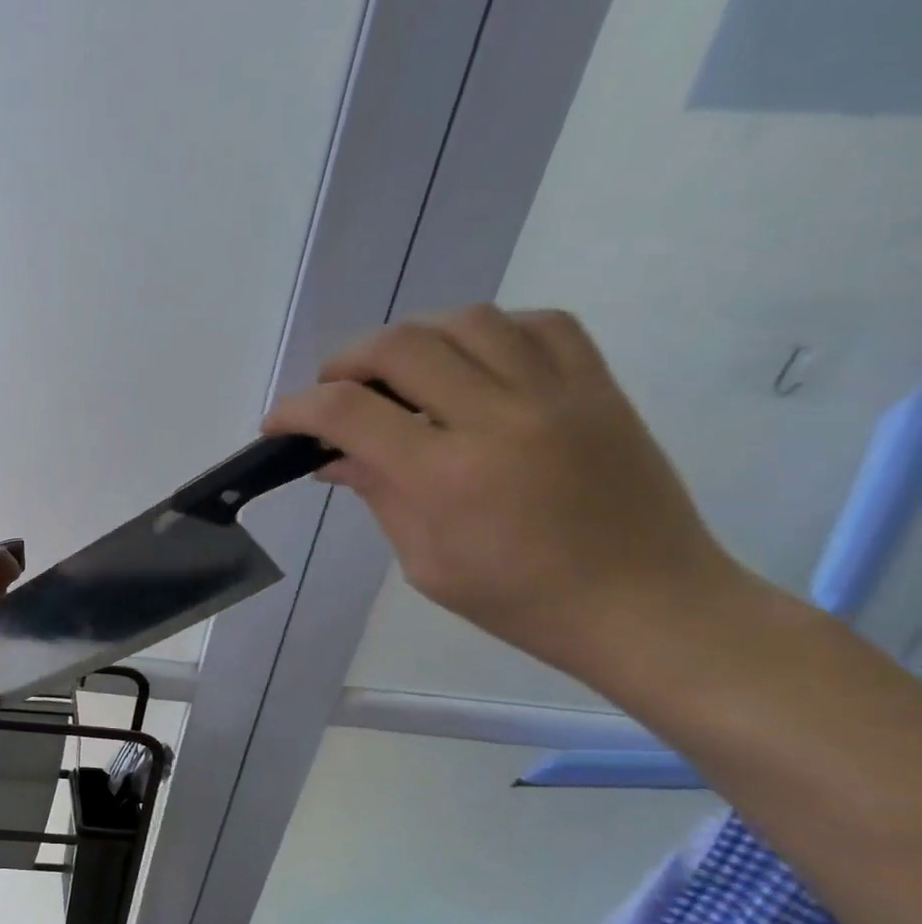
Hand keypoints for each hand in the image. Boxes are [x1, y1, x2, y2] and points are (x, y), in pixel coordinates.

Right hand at [264, 305, 744, 679]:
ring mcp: (556, 394)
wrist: (645, 603)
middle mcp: (499, 418)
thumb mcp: (425, 561)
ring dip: (413, 337)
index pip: (349, 412)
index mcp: (447, 475)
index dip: (298, 409)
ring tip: (398, 371)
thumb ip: (378, 494)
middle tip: (334, 391)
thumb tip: (333, 458)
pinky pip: (539, 323)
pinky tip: (471, 361)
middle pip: (402, 346)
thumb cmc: (519, 599)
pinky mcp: (597, 386)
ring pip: (467, 320)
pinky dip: (489, 330)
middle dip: (347, 361)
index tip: (278, 423)